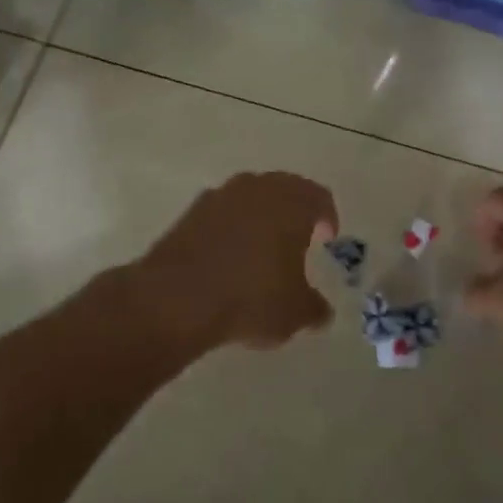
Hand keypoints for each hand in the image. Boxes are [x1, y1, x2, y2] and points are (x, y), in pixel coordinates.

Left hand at [133, 172, 337, 351]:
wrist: (175, 298)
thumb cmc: (250, 298)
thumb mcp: (294, 313)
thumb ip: (314, 308)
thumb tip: (322, 312)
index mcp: (292, 203)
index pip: (319, 197)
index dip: (327, 217)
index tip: (327, 239)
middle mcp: (258, 189)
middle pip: (285, 189)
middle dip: (294, 211)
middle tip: (298, 238)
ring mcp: (220, 196)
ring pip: (251, 197)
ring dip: (260, 216)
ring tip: (262, 248)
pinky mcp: (190, 212)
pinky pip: (222, 212)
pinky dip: (231, 226)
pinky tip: (229, 255)